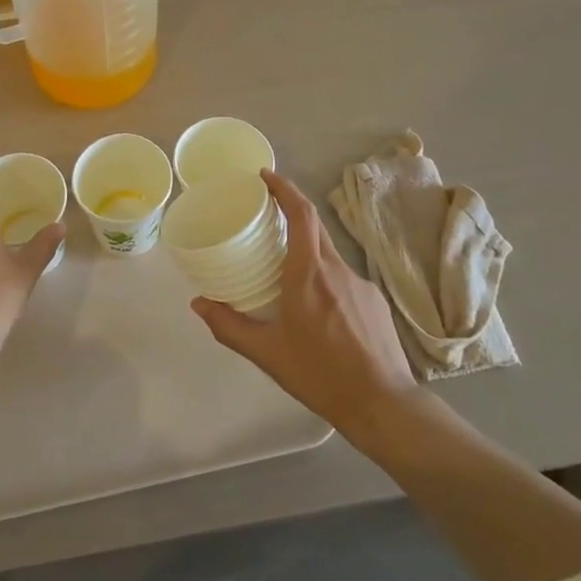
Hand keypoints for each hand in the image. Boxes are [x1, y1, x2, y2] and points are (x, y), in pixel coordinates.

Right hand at [191, 169, 418, 435]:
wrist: (383, 404)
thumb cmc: (320, 374)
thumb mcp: (267, 353)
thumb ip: (229, 326)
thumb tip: (198, 303)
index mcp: (309, 272)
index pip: (301, 213)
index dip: (284, 188)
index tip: (265, 176)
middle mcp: (337, 269)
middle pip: (314, 226)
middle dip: (291, 212)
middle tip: (266, 215)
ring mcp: (361, 284)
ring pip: (329, 254)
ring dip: (307, 251)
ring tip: (286, 272)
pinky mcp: (376, 302)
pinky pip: (344, 278)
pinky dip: (325, 278)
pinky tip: (318, 309)